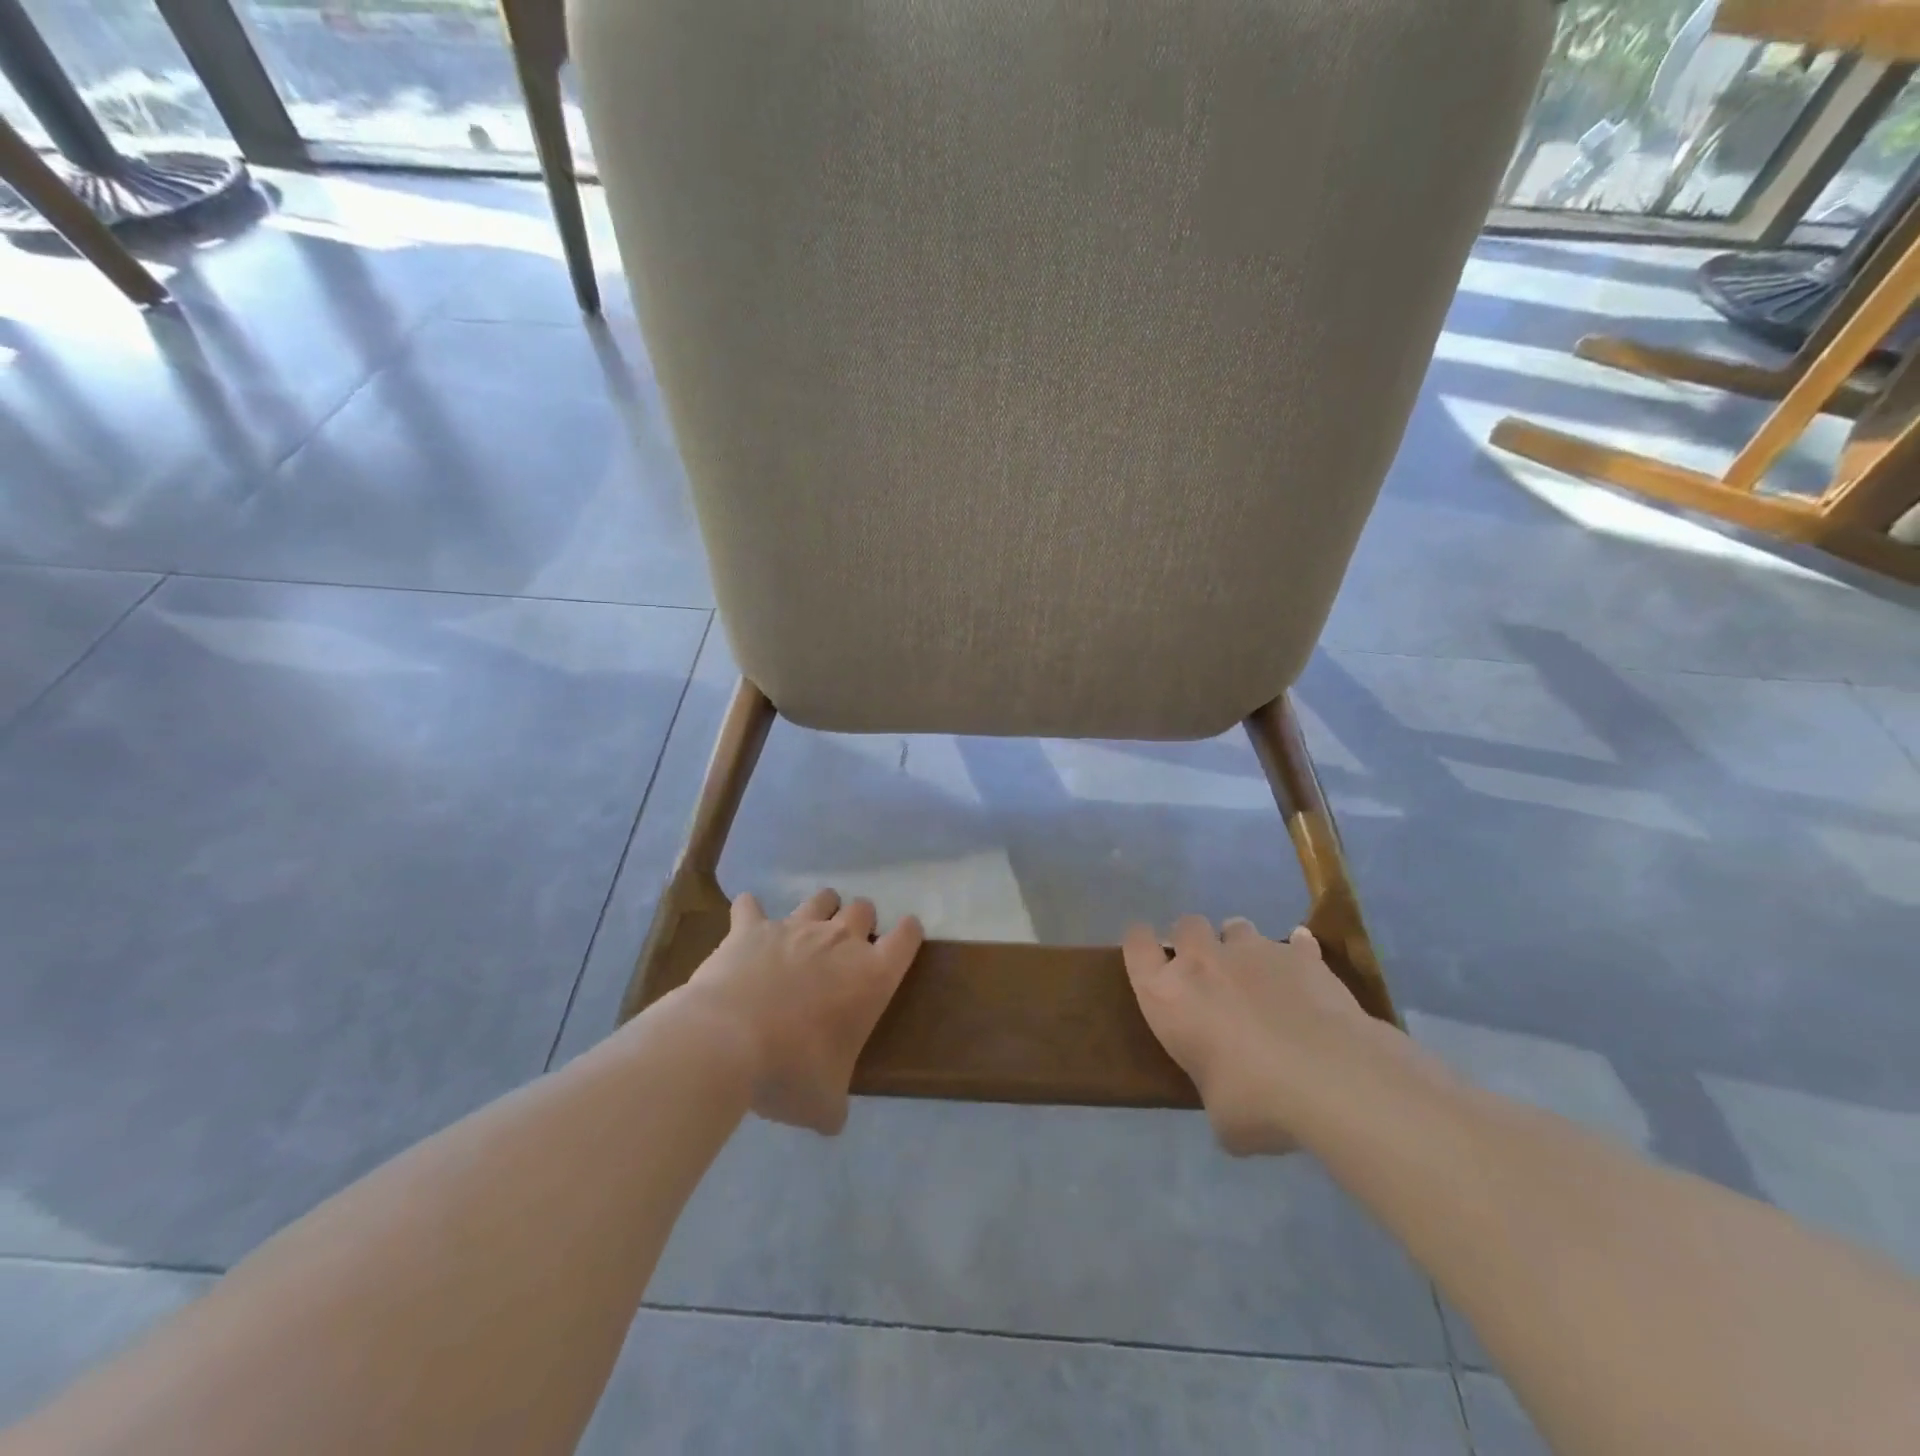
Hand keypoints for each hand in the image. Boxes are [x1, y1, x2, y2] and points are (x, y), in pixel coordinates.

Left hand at [683, 888, 922, 1134]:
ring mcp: (795, 928)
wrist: (726, 1041)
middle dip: (861, 922)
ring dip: (820, 909)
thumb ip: (836, 1105)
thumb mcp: (824, 1103)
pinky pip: (751, 907)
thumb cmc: (790, 1070)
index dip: (908, 935)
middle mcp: (839, 941)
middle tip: (847, 949)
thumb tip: (832, 1119)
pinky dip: (750, 914)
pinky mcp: (752, 928)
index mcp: (871, 976)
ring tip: (809, 929)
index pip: (907, 937)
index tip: (902, 942)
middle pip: (864, 909)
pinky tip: (746, 924)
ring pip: (820, 899)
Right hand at [1122, 915, 1380, 1154]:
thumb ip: (1214, 1090)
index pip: (1136, 945)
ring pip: (1235, 926)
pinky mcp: (1300, 955)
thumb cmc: (1256, 1100)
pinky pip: (1294, 942)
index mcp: (1167, 995)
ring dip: (1239, 946)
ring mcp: (1253, 951)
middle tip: (1208, 975)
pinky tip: (1303, 972)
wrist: (1332, 1079)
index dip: (1140, 945)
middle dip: (1193, 942)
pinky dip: (1295, 954)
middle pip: (1186, 925)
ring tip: (1256, 976)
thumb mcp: (1220, 1115)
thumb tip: (1229, 1101)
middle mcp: (1202, 961)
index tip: (1149, 957)